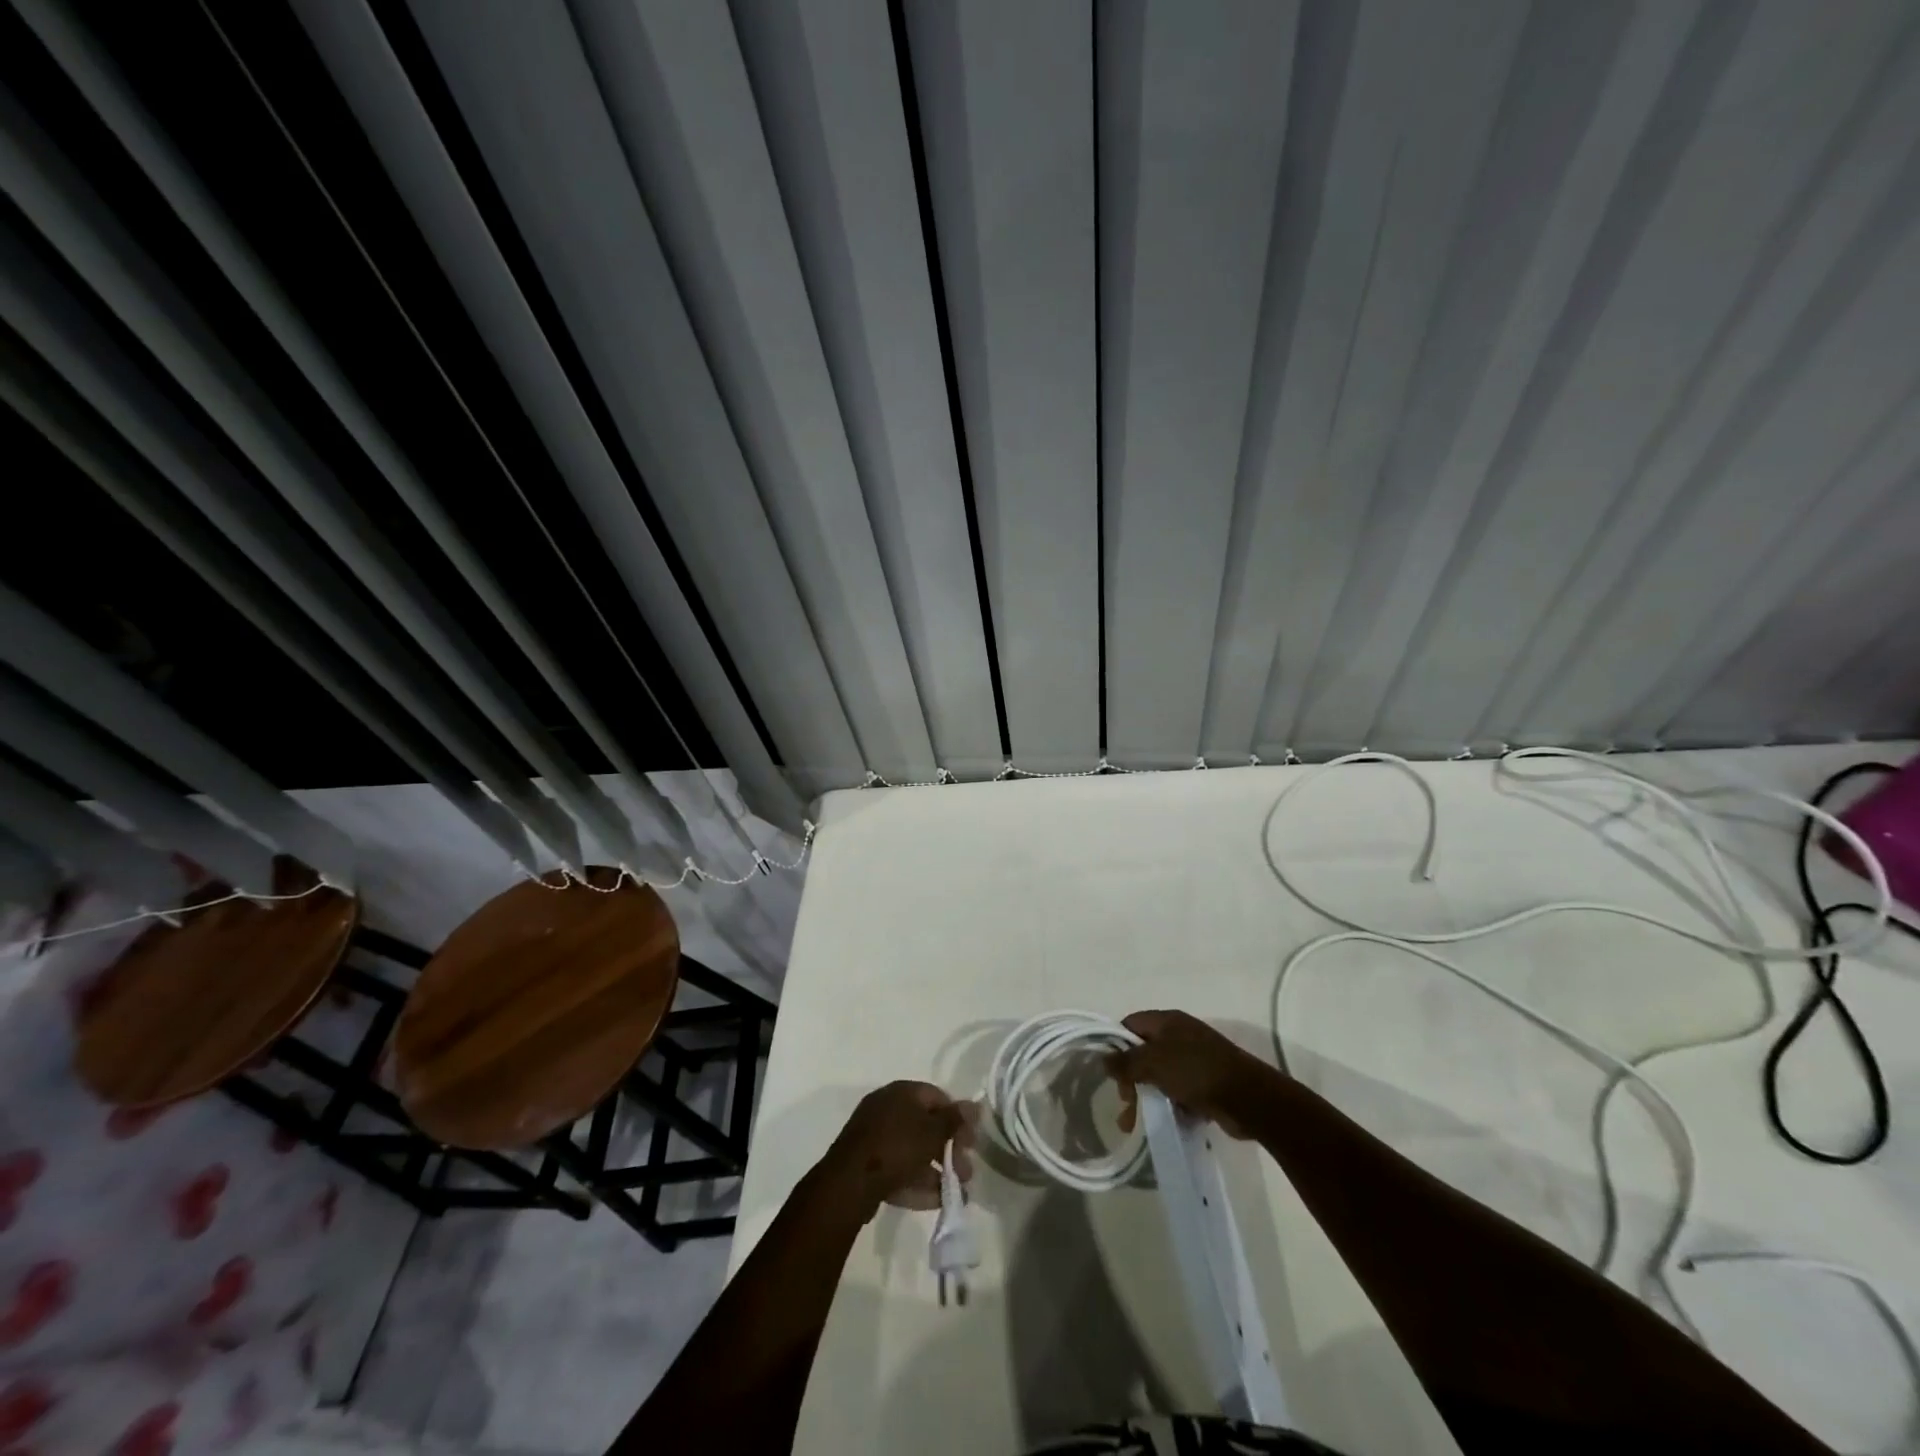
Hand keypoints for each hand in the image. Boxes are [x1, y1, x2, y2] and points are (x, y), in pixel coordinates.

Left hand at [820, 1081, 976, 1215]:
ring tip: (955, 1194)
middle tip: (966, 1173)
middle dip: (949, 1151)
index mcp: (902, 1092)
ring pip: (913, 1151)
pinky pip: (898, 1168)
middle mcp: (887, 1108)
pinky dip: (916, 1182)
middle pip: (926, 1126)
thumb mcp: (932, 1132)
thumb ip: (955, 1120)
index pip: (938, 1097)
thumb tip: (975, 1105)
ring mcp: (875, 1136)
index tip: (970, 1143)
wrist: (849, 1182)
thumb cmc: (897, 1147)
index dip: (957, 1118)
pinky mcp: (867, 1163)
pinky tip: (934, 1202)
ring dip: (936, 1171)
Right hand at [1108, 1010, 1274, 1137]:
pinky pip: (1180, 1091)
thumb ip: (1125, 1062)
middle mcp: (1181, 1035)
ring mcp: (1196, 1058)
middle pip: (1145, 1052)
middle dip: (1131, 1077)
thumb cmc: (1195, 1072)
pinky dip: (1171, 1104)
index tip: (1111, 1072)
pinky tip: (1168, 1121)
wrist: (1248, 1098)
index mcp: (1167, 1021)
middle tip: (1126, 1102)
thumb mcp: (1153, 1063)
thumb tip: (1104, 1059)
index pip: (1131, 1024)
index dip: (1117, 1045)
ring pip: (1162, 1075)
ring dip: (1149, 1096)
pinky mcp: (1208, 1082)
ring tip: (1138, 1123)